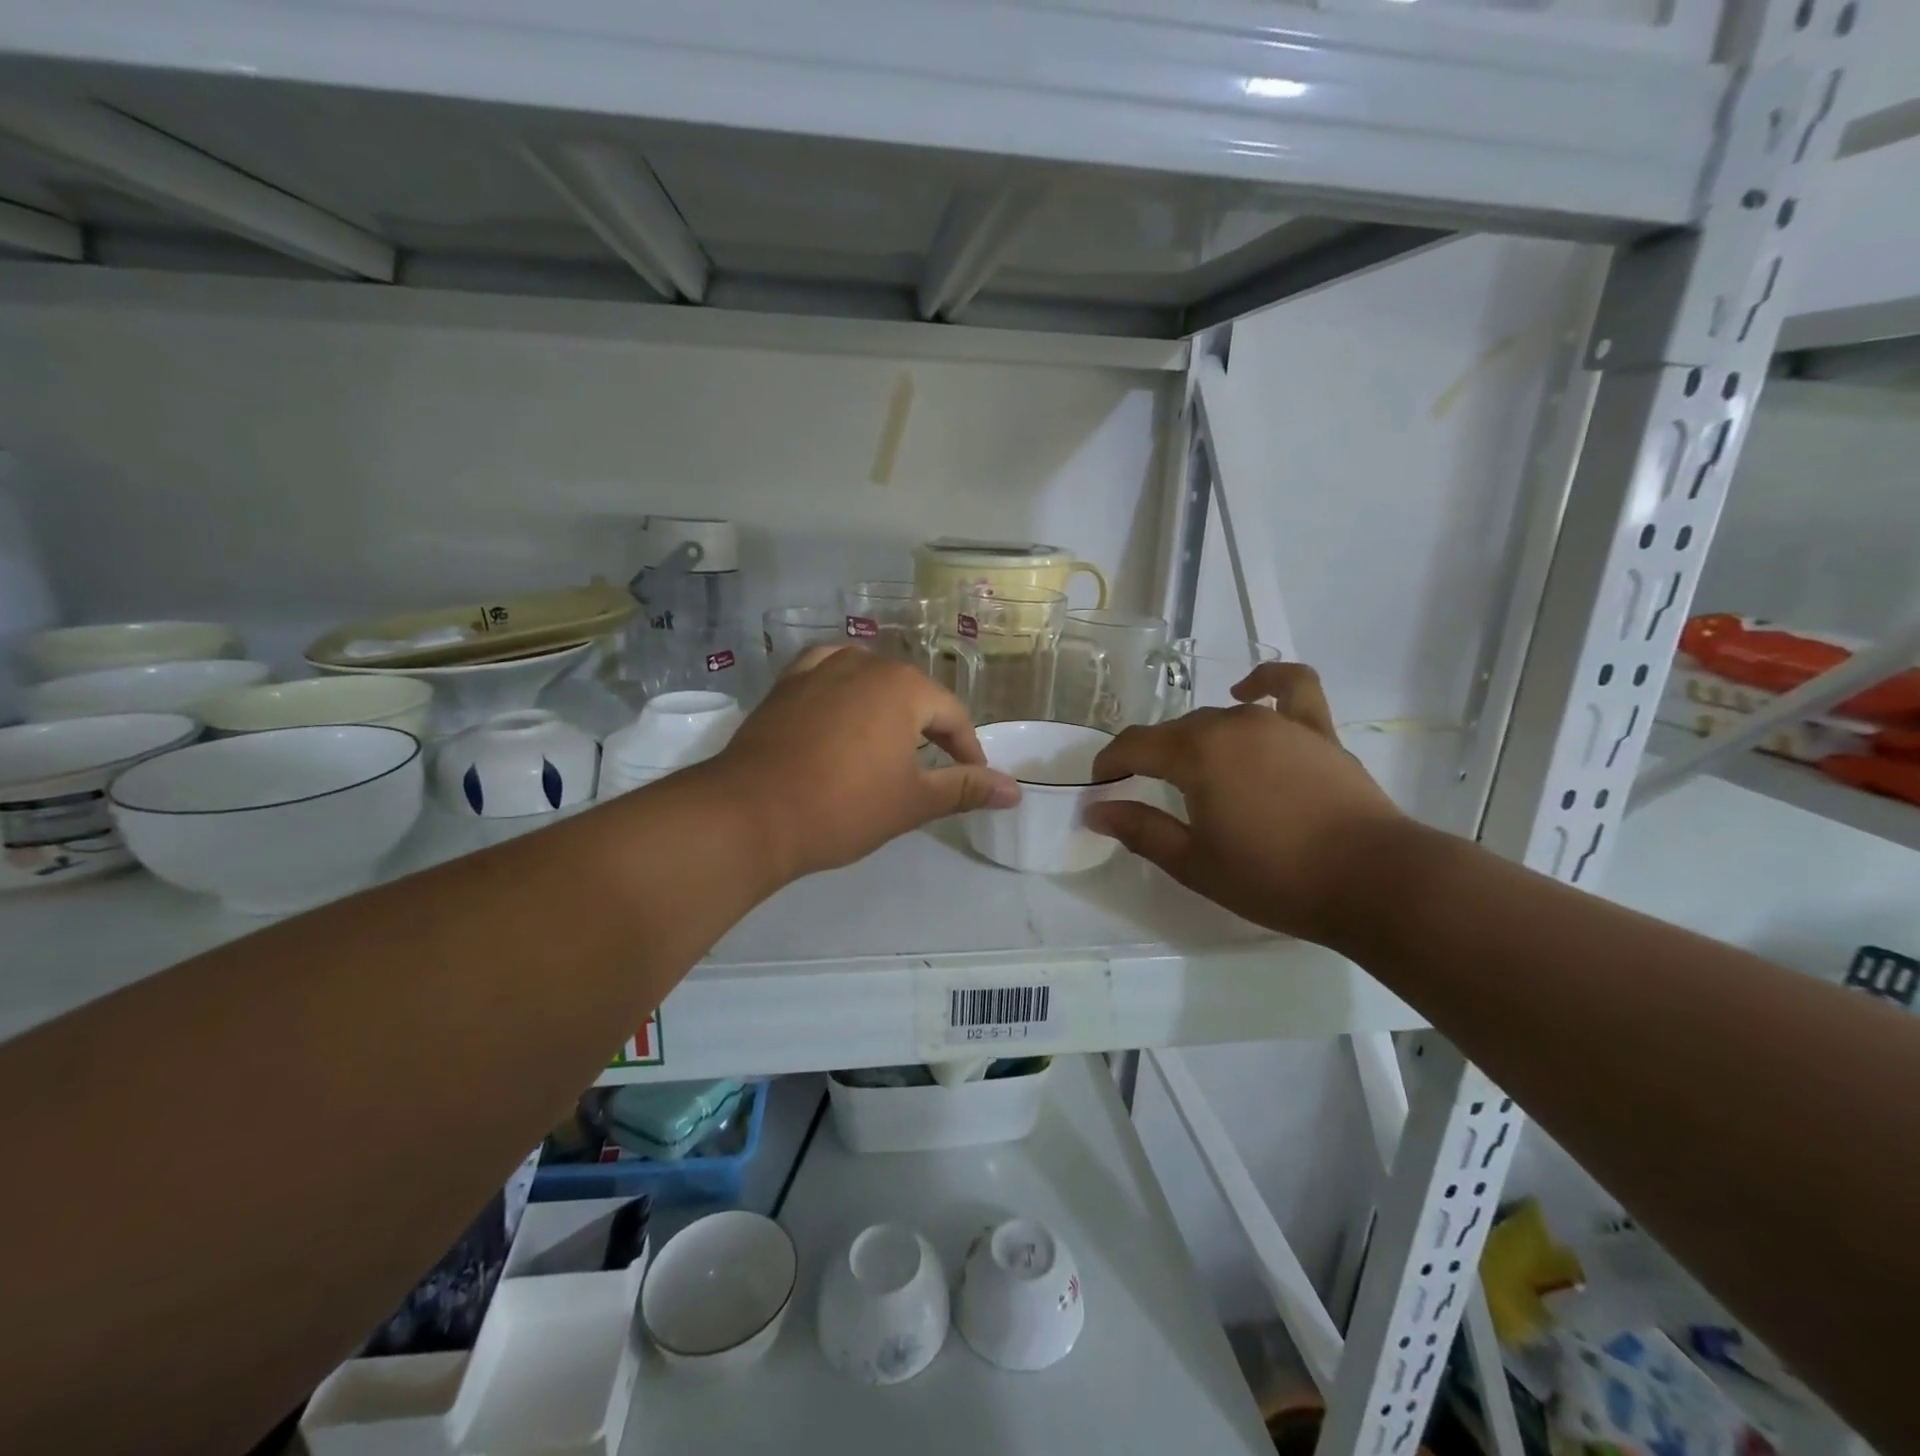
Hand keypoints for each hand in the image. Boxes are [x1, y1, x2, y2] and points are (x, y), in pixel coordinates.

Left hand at [706, 646, 1019, 881]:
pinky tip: (841, 705)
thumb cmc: (843, 808)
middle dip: (927, 729)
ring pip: (870, 679)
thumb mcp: (912, 801)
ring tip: (888, 741)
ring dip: (886, 707)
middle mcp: (865, 664)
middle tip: (929, 768)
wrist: (751, 814)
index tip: (971, 779)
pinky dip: (842, 688)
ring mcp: (820, 668)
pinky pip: (826, 673)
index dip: (967, 750)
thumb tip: (1014, 790)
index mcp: (904, 687)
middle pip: (912, 693)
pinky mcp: (786, 683)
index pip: (952, 716)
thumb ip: (965, 788)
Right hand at [1084, 664, 1406, 943]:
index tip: (1100, 788)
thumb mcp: (1194, 863)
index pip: (1134, 745)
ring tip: (1195, 774)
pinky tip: (1247, 692)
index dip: (1109, 764)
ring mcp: (1278, 721)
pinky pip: (1289, 687)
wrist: (1375, 881)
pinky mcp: (1316, 729)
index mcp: (1195, 753)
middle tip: (1146, 795)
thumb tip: (1096, 810)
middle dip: (1150, 758)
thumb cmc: (1275, 877)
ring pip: (1219, 717)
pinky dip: (1265, 681)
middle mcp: (1231, 723)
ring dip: (1196, 740)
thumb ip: (1141, 830)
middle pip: (1175, 731)